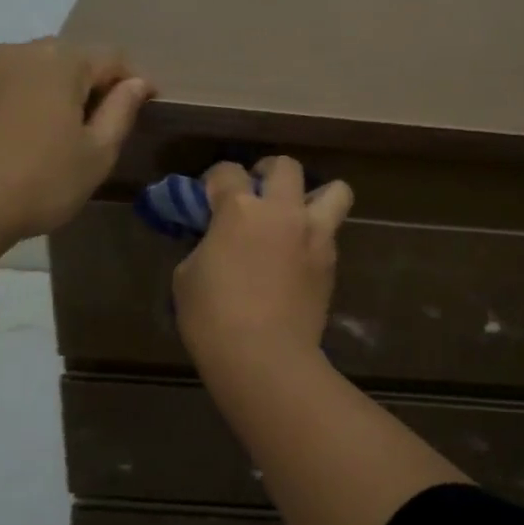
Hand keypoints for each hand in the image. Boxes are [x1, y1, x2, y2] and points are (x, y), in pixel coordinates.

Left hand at [0, 37, 153, 243]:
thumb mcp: (96, 154)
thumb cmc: (40, 180)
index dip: (133, 81)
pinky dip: (29, 102)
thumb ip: (121, 112)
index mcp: (61, 61)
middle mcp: (22, 52)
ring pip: (38, 70)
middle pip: (72, 58)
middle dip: (93, 84)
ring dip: (58, 92)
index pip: (112, 57)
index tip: (146, 108)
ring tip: (64, 134)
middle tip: (103, 125)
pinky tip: (28, 139)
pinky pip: (11, 86)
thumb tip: (136, 83)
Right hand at [173, 156, 354, 370]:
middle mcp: (283, 211)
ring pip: (335, 191)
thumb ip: (205, 244)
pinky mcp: (331, 263)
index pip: (227, 171)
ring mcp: (314, 235)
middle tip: (257, 193)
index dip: (214, 180)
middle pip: (285, 166)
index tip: (208, 197)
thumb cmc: (213, 317)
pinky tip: (297, 257)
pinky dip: (315, 235)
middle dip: (268, 172)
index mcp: (240, 209)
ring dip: (314, 196)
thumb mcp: (187, 275)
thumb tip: (216, 240)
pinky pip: (329, 233)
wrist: (265, 357)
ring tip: (295, 216)